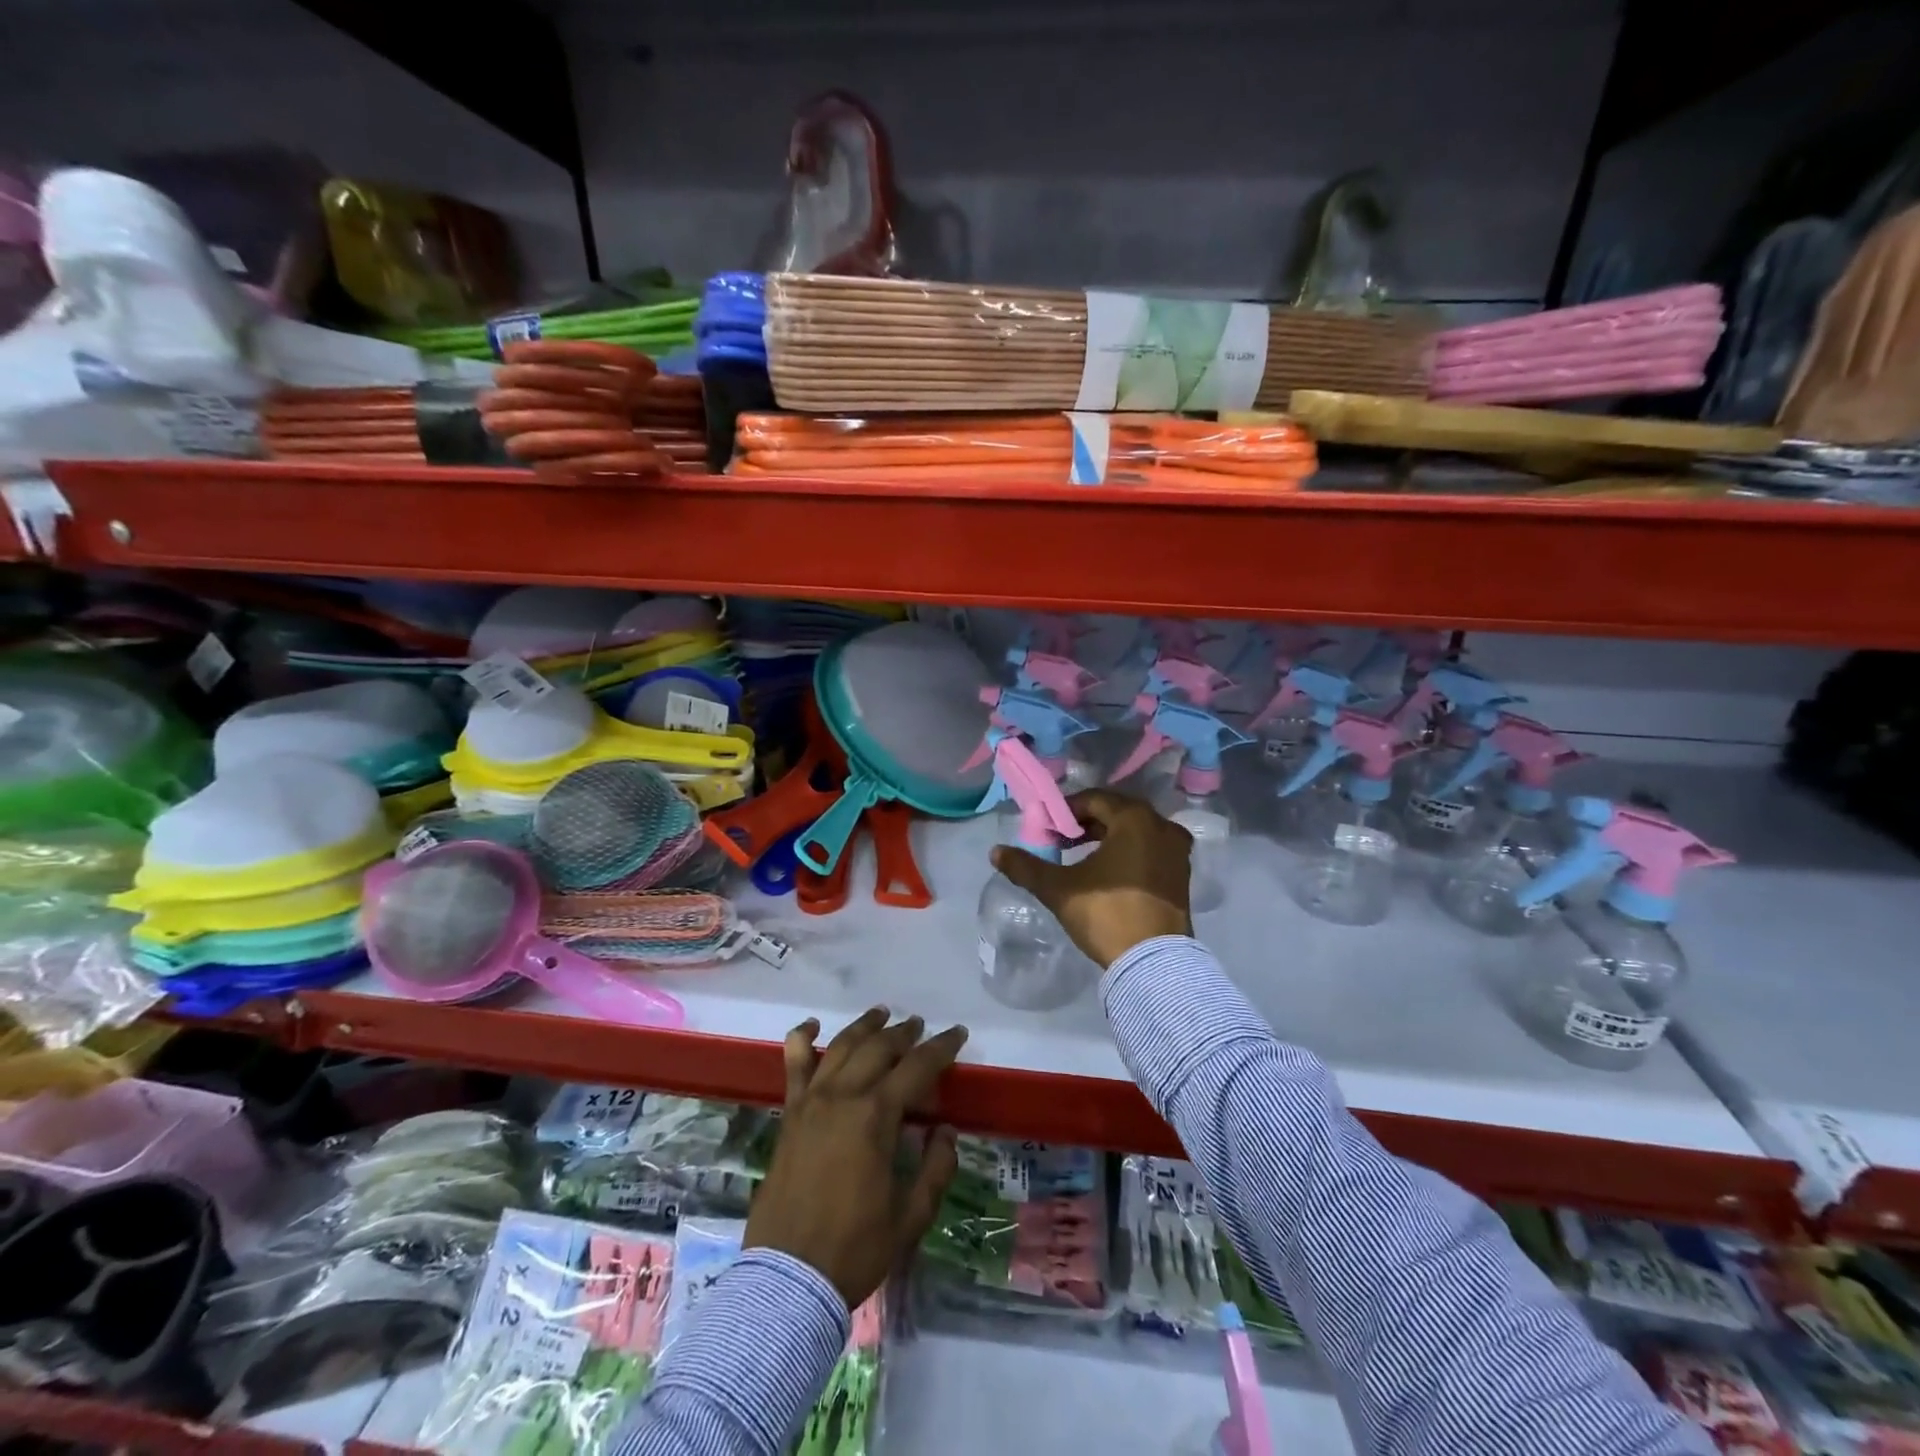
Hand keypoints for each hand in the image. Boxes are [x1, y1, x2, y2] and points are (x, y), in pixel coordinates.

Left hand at [745, 1009, 967, 1308]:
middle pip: (878, 1048)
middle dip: (905, 1033)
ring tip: (882, 1014)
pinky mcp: (789, 1114)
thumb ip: (935, 1169)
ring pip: (841, 1046)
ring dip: (865, 1026)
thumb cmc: (854, 1249)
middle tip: (922, 1027)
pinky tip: (813, 1026)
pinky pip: (794, 1065)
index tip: (958, 1034)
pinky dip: (802, 1038)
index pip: (916, 1067)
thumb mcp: (910, 1217)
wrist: (788, 1278)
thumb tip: (945, 1130)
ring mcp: (811, 1101)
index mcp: (875, 1116)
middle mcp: (843, 1095)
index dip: (941, 1048)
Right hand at [989, 788, 1193, 967]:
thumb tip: (995, 852)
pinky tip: (1109, 871)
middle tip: (1061, 840)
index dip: (1065, 811)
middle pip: (1116, 812)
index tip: (1046, 829)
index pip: (1093, 800)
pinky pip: (1150, 848)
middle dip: (1086, 823)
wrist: (1154, 963)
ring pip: (1135, 831)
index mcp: (1135, 819)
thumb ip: (1026, 867)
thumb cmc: (1107, 914)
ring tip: (1081, 855)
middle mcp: (1162, 826)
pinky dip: (1128, 851)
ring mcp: (1177, 850)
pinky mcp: (1182, 873)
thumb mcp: (1059, 889)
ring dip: (1107, 836)